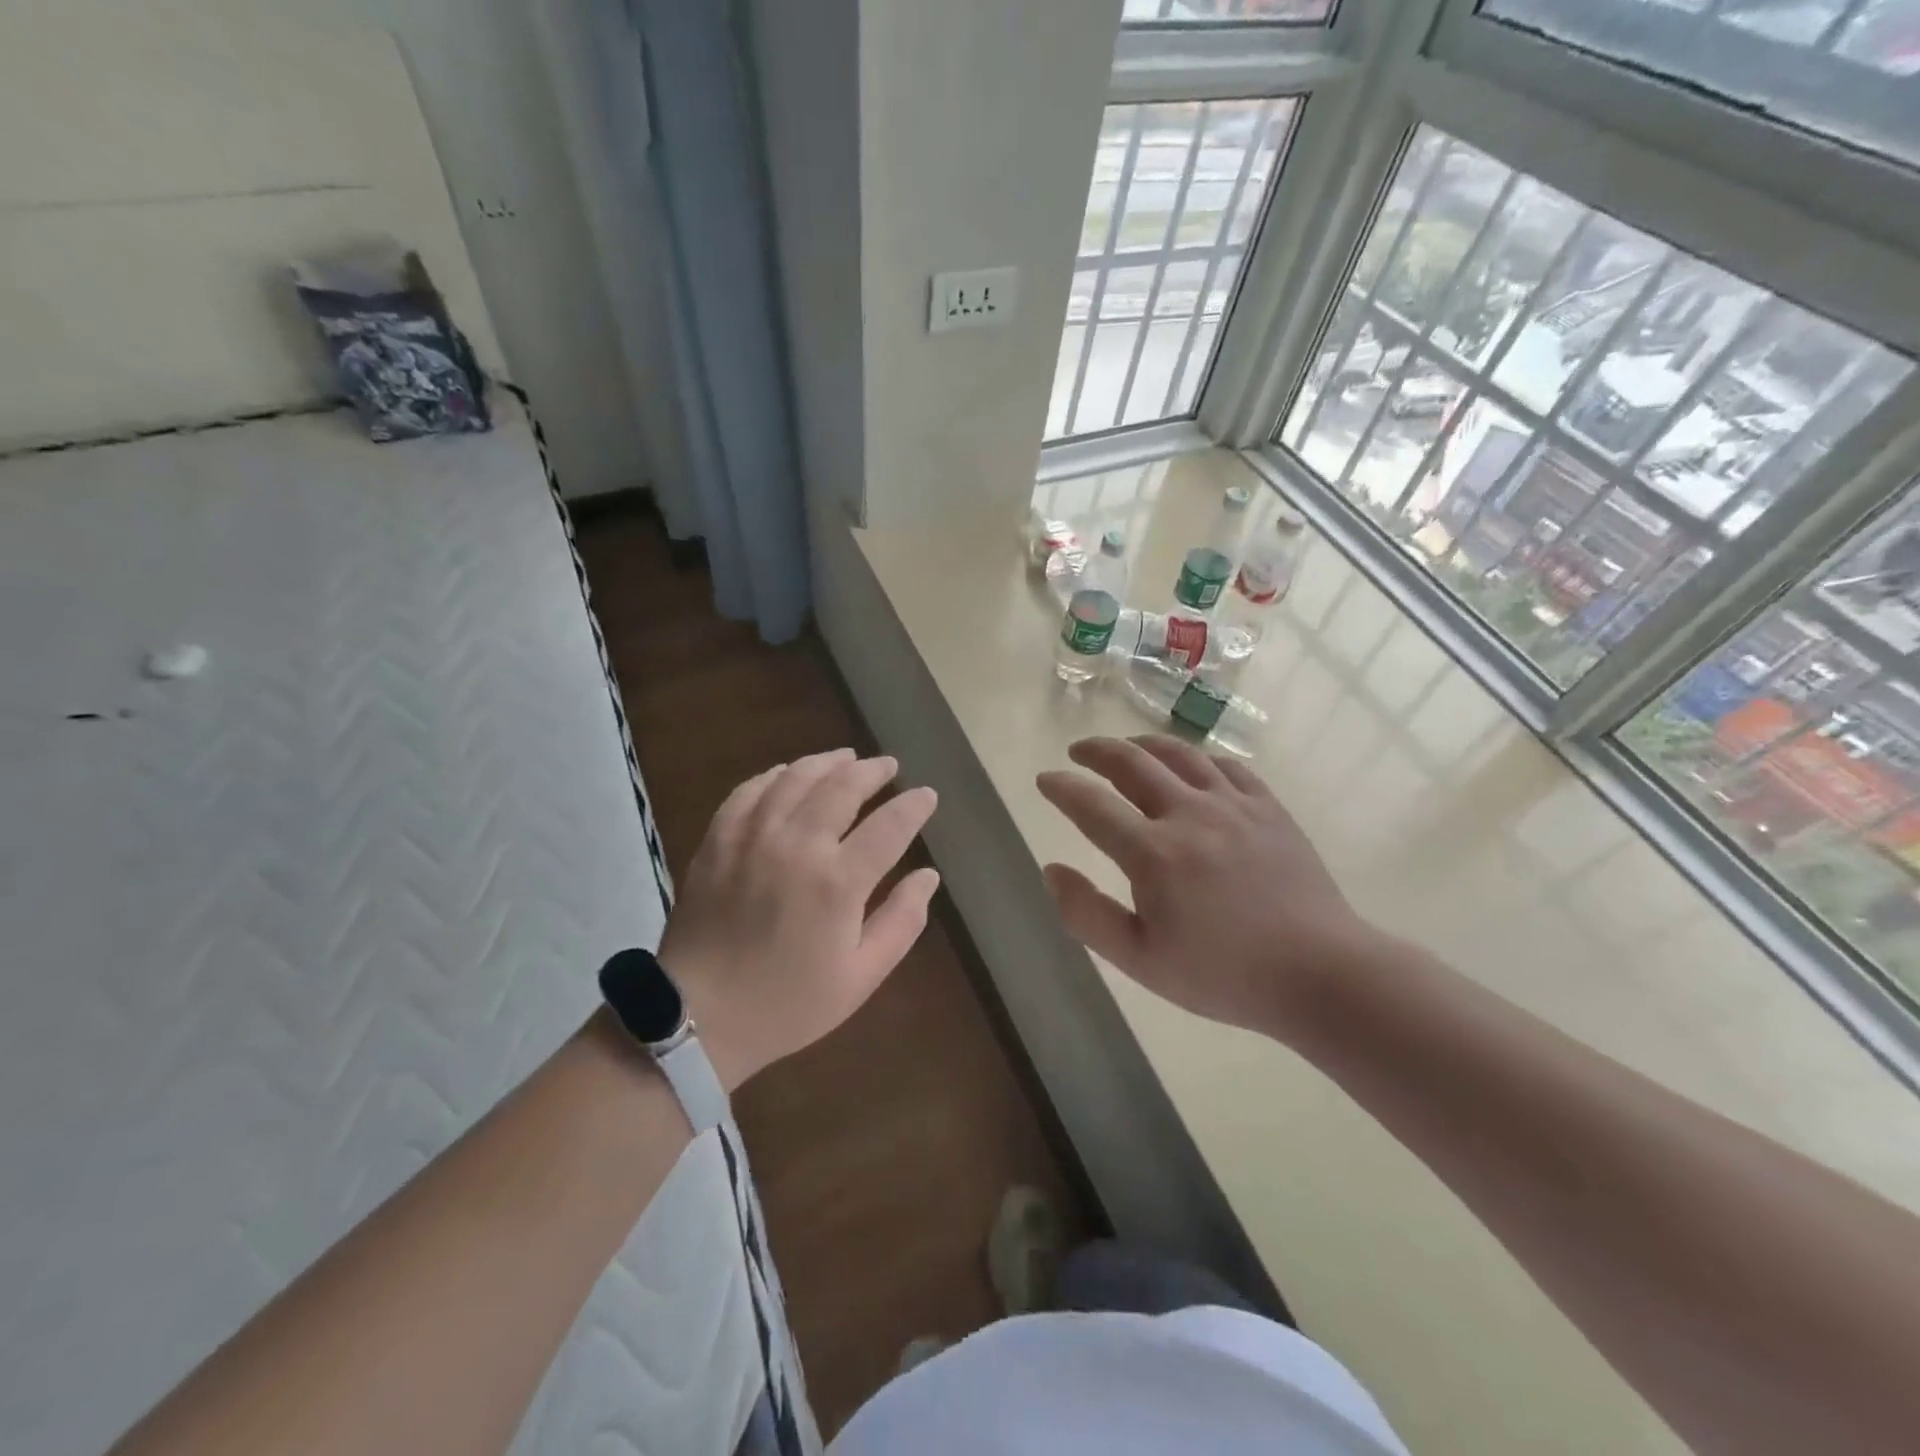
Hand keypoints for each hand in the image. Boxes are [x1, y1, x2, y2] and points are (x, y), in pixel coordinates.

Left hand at [658, 748, 938, 1089]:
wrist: (699, 1016)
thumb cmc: (788, 1004)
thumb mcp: (861, 976)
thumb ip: (901, 921)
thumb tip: (928, 876)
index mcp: (838, 882)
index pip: (890, 825)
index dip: (914, 806)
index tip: (927, 795)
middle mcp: (797, 845)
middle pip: (843, 786)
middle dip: (872, 771)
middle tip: (888, 766)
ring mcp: (752, 836)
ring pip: (796, 778)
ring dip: (827, 762)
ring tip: (846, 758)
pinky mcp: (718, 839)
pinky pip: (750, 790)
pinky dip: (775, 775)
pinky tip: (788, 774)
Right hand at [1036, 735, 1380, 1039]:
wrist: (1319, 973)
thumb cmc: (1223, 974)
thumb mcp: (1141, 960)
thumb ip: (1087, 914)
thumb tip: (1051, 870)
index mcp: (1152, 853)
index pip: (1091, 805)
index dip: (1062, 787)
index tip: (1045, 779)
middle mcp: (1188, 814)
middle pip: (1131, 762)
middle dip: (1096, 751)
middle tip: (1078, 751)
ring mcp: (1233, 805)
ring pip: (1179, 753)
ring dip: (1143, 743)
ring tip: (1126, 746)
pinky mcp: (1268, 807)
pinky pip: (1225, 765)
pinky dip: (1197, 757)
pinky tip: (1191, 764)